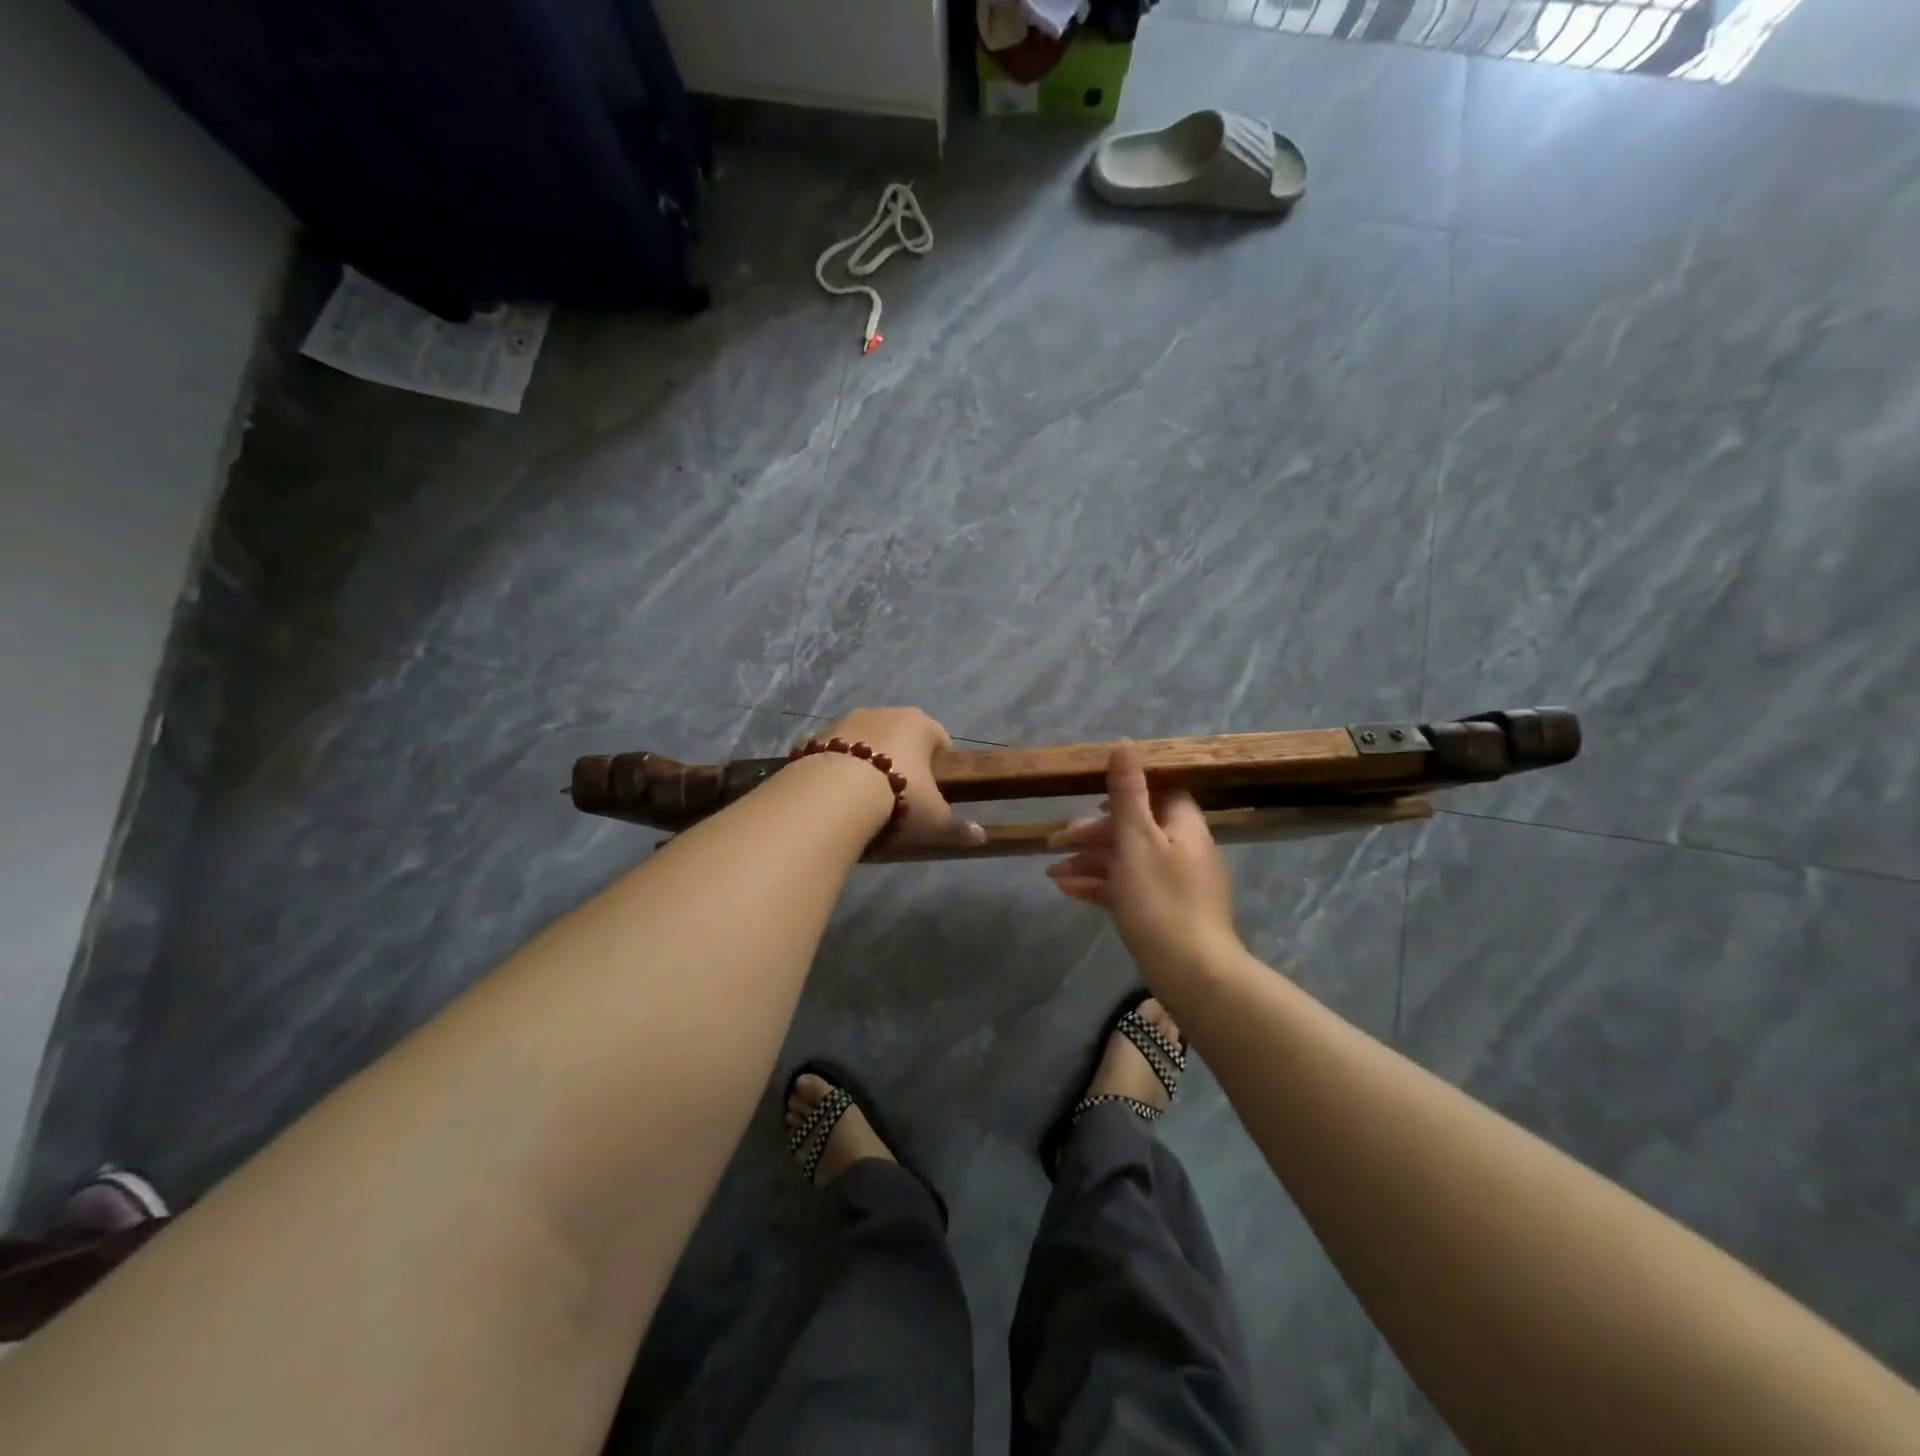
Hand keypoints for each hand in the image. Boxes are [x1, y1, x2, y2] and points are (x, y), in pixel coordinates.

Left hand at [820, 707, 985, 850]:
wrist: (833, 795)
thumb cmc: (898, 798)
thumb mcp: (934, 819)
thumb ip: (957, 827)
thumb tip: (982, 837)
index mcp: (920, 724)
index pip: (940, 739)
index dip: (940, 766)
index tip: (934, 792)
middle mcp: (884, 713)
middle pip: (901, 736)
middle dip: (903, 761)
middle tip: (901, 798)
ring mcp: (847, 721)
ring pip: (865, 741)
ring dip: (868, 762)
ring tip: (865, 799)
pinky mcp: (817, 736)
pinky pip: (835, 754)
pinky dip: (838, 769)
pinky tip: (836, 796)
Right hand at [1045, 743, 1240, 988]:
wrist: (1192, 974)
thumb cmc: (1161, 899)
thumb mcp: (1137, 839)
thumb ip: (1127, 792)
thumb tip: (1125, 743)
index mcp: (1184, 827)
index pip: (1160, 794)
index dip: (1126, 793)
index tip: (1092, 800)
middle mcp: (1183, 851)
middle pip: (1136, 829)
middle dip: (1093, 833)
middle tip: (1056, 841)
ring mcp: (1174, 886)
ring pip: (1127, 862)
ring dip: (1089, 862)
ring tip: (1051, 872)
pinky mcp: (1162, 914)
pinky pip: (1128, 890)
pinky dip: (1099, 887)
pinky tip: (1067, 891)